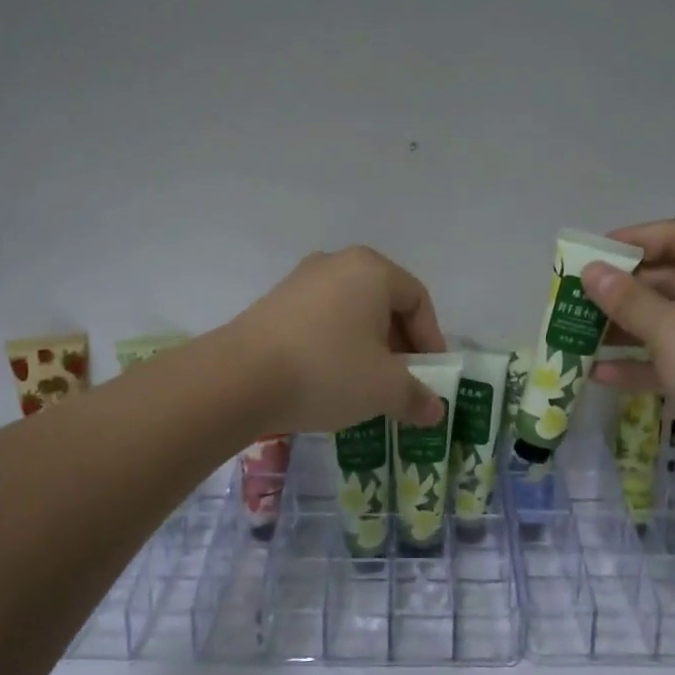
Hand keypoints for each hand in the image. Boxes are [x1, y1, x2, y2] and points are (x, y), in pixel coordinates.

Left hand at [226, 246, 448, 433]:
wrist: (238, 378)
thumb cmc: (327, 370)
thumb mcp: (384, 388)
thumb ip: (416, 396)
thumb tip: (435, 410)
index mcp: (372, 270)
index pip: (417, 300)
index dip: (431, 340)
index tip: (430, 376)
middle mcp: (337, 263)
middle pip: (384, 303)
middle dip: (399, 345)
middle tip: (402, 382)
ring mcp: (301, 280)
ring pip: (351, 313)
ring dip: (367, 347)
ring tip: (366, 385)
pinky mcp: (274, 302)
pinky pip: (321, 320)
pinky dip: (336, 346)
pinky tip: (330, 380)